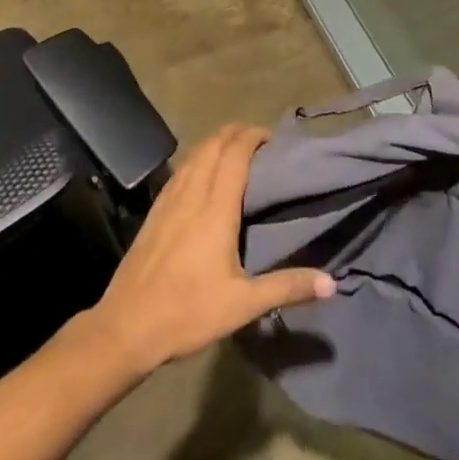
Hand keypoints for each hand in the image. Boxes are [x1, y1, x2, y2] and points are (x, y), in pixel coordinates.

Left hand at [86, 123, 334, 378]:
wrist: (126, 326)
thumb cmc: (188, 313)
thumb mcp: (243, 305)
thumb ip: (287, 288)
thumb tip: (332, 283)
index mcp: (214, 210)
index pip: (234, 155)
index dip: (252, 137)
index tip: (272, 137)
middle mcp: (191, 195)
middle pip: (212, 146)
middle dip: (236, 133)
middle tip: (259, 140)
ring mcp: (168, 201)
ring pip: (193, 155)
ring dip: (215, 143)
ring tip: (235, 150)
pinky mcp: (154, 212)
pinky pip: (180, 171)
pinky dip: (198, 159)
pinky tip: (202, 173)